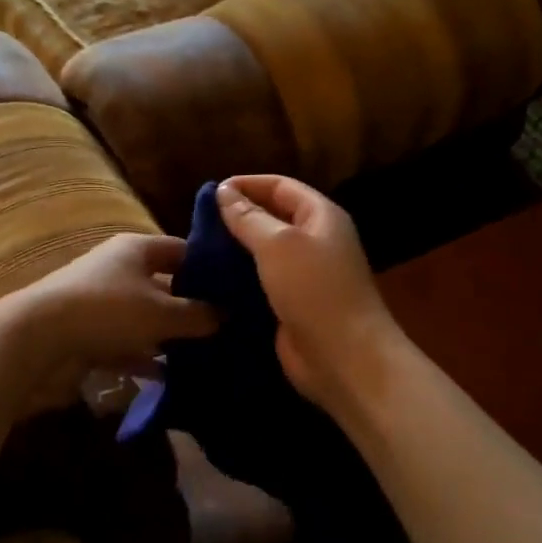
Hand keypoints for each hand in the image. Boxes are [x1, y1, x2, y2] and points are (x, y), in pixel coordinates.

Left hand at [0, 233, 218, 410]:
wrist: (37, 340)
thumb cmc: (107, 311)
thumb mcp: (161, 313)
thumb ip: (198, 315)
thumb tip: (227, 315)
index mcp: (136, 249)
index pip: (182, 250)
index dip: (210, 266)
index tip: (238, 289)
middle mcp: (119, 270)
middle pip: (165, 285)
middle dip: (193, 307)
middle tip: (230, 328)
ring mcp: (102, 303)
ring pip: (147, 318)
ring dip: (170, 336)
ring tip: (208, 356)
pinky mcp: (89, 334)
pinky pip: (127, 344)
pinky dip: (145, 359)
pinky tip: (171, 378)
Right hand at [217, 175, 403, 412]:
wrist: (343, 358)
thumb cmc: (314, 290)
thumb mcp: (277, 245)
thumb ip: (248, 217)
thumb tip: (224, 191)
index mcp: (321, 217)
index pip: (281, 186)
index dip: (247, 184)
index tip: (211, 192)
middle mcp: (315, 241)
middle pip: (273, 217)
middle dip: (239, 216)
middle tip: (199, 223)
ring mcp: (305, 276)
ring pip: (264, 252)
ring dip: (235, 250)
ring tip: (199, 250)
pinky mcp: (292, 305)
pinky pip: (261, 283)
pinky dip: (239, 280)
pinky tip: (211, 281)